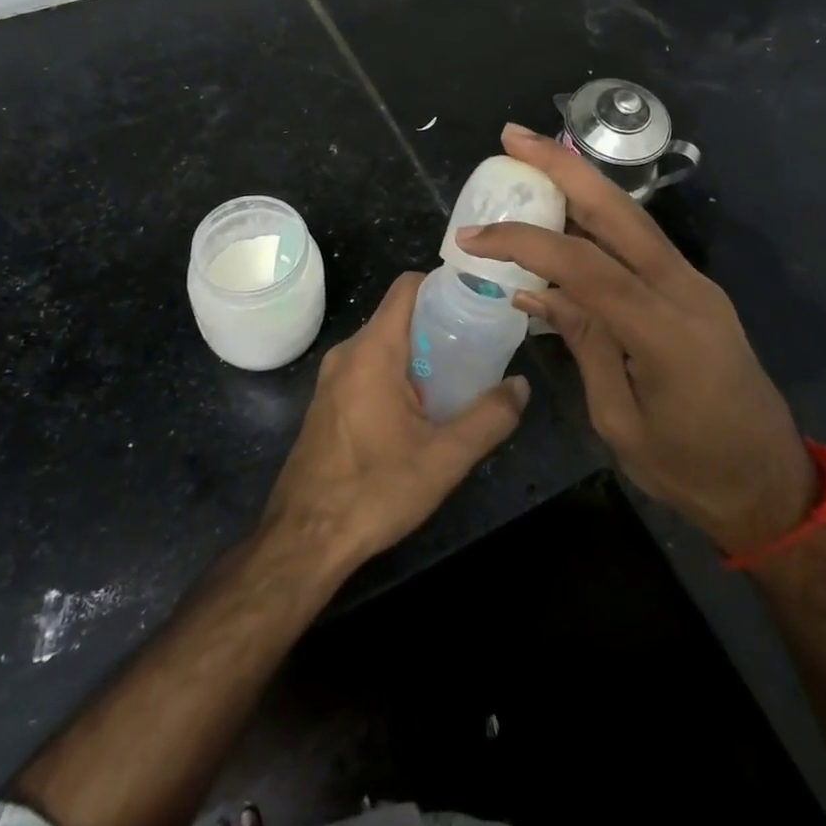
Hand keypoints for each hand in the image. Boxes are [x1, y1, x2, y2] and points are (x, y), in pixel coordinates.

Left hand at [261, 272, 529, 575]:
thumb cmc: (374, 490)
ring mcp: (332, 378)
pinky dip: (397, 372)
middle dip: (438, 324)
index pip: (407, 288)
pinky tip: (422, 408)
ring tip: (458, 376)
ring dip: (419, 352)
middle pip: (398, 315)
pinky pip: (368, 368)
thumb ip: (489, 418)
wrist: (304, 540)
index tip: (477, 301)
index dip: (443, 285)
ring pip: (383, 344)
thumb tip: (520, 386)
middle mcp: (348, 353)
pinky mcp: (327, 403)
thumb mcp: (445, 458)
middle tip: (478, 345)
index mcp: (373, 350)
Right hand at [458, 125, 815, 555]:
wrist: (769, 484)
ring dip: (582, 182)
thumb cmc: (689, 469)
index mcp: (664, 332)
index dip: (525, 243)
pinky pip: (641, 242)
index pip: (584, 266)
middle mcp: (685, 290)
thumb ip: (583, 343)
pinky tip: (569, 211)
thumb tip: (534, 291)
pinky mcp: (695, 289)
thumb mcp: (620, 420)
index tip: (473, 237)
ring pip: (632, 217)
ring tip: (534, 156)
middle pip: (618, 212)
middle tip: (514, 137)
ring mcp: (695, 284)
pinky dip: (600, 218)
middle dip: (563, 168)